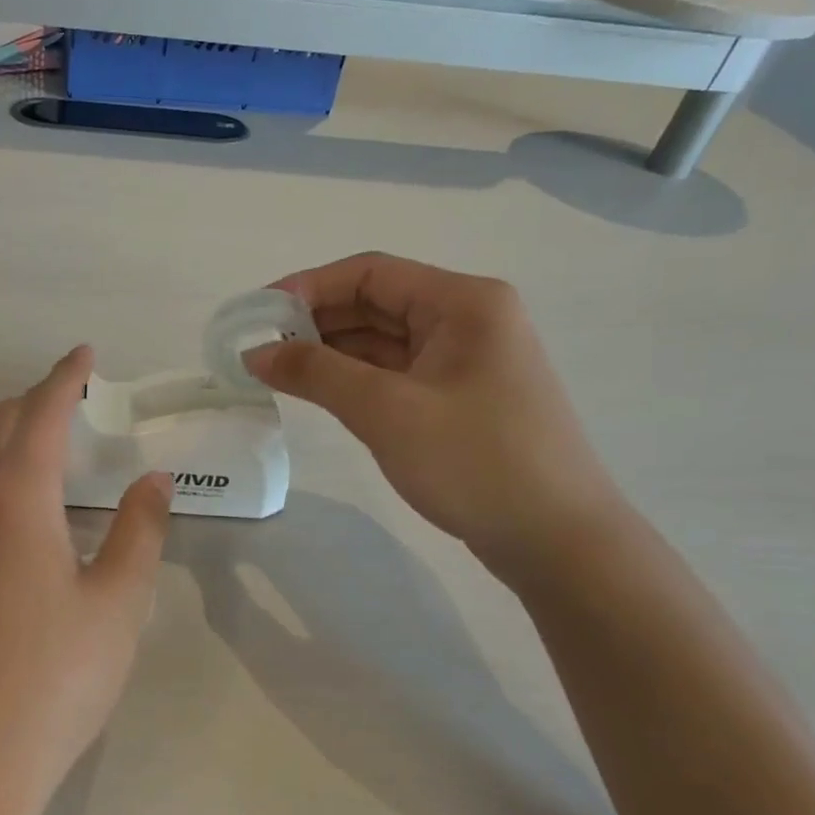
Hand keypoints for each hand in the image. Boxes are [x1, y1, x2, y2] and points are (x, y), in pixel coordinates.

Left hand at [0, 346, 174, 814]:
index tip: (84, 355)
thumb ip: (139, 534)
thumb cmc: (53, 683)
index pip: (38, 417)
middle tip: (66, 407)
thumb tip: (153, 482)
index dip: (63, 379)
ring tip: (44, 461)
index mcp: (13, 505)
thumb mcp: (116, 607)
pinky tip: (15, 529)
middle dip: (23, 402)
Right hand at [244, 253, 625, 576]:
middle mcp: (468, 319)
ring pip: (384, 340)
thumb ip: (315, 373)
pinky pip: (396, 373)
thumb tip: (255, 353)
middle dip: (315, 321)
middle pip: (377, 303)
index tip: (257, 315)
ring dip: (331, 352)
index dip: (308, 288)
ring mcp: (466, 361)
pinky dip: (355, 378)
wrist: (558, 541)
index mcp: (463, 302)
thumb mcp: (386, 412)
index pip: (370, 273)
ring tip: (276, 370)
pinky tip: (318, 391)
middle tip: (259, 347)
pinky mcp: (460, 398)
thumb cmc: (475, 462)